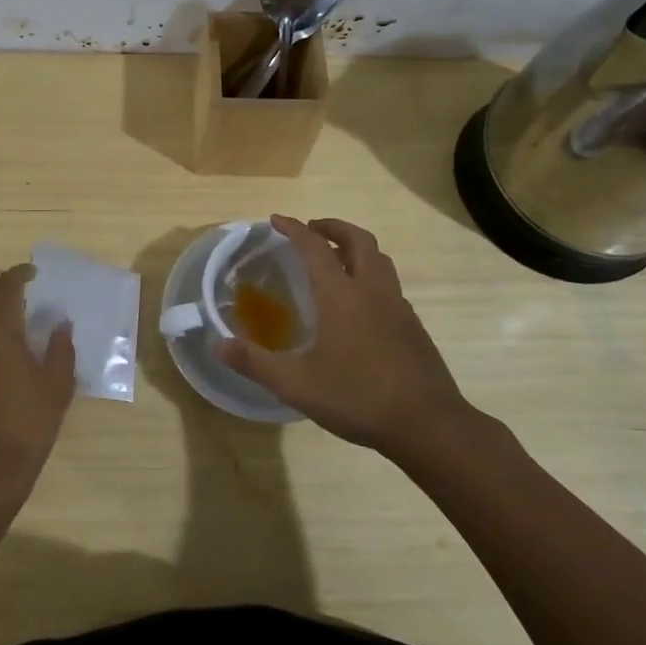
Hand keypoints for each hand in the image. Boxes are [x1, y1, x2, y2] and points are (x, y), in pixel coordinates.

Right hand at [214, 216, 475, 457]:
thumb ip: (254, 362)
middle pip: (358, 240)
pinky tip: (360, 303)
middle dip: (332, 227)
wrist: (428, 424)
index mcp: (341, 296)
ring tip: (336, 258)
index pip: (314, 248)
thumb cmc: (358, 398)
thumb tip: (217, 345)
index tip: (276, 220)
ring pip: (379, 259)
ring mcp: (398, 307)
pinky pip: (389, 284)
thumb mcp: (296, 385)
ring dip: (356, 247)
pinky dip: (370, 274)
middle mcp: (372, 291)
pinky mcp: (413, 326)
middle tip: (311, 230)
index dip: (294, 229)